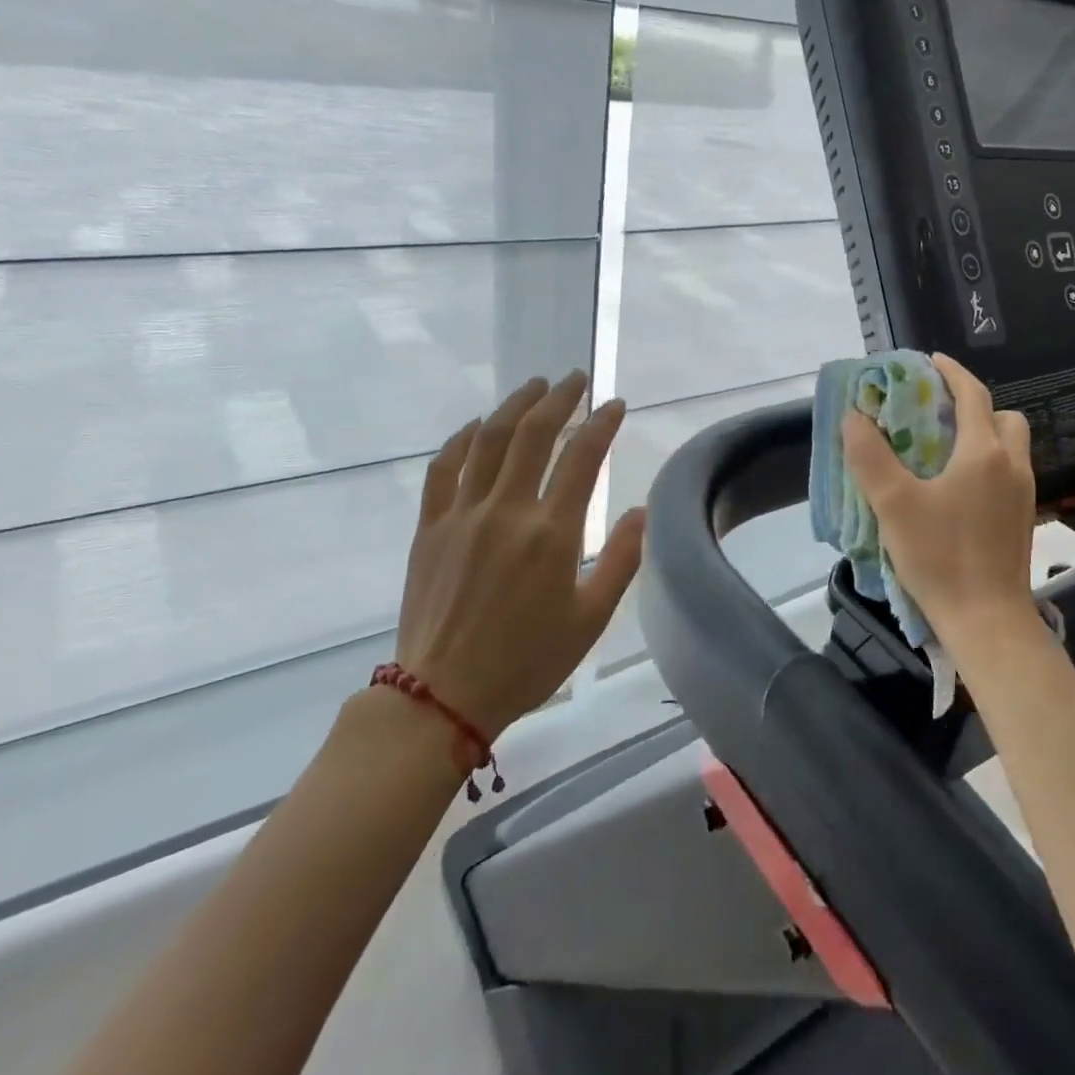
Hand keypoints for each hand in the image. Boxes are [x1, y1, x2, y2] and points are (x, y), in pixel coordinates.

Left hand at [394, 372, 644, 741]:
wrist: (444, 696)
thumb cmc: (528, 660)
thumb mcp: (591, 618)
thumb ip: (622, 559)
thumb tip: (644, 510)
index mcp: (551, 534)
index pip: (582, 458)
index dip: (601, 423)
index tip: (615, 405)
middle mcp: (506, 511)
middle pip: (534, 434)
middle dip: (559, 398)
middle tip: (576, 378)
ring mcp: (462, 515)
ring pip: (488, 440)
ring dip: (514, 406)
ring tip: (535, 387)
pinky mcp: (429, 527)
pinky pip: (443, 468)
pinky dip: (462, 439)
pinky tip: (477, 426)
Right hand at [841, 354, 1039, 661]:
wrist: (987, 620)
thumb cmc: (939, 556)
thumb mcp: (893, 504)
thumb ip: (869, 456)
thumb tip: (854, 417)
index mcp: (983, 452)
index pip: (973, 394)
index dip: (951, 372)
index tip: (930, 361)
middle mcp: (1011, 465)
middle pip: (1002, 417)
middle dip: (974, 405)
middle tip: (938, 412)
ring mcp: (1023, 494)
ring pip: (1010, 446)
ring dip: (983, 435)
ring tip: (944, 449)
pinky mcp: (1023, 519)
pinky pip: (1008, 472)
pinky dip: (988, 463)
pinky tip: (958, 488)